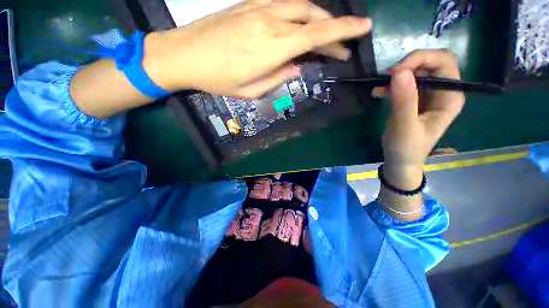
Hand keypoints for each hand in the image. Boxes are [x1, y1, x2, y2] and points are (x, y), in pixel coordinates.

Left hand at [143, 0, 371, 97]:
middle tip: (342, 48)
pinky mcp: (249, 4)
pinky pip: (283, 2)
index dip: (343, 31)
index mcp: (271, 49)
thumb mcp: (250, 90)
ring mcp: (258, 8)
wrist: (184, 55)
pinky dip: (299, 11)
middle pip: (313, 19)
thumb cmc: (217, 79)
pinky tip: (301, 21)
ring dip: (319, 19)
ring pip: (301, 6)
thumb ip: (277, 78)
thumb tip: (296, 69)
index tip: (363, 28)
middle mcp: (270, 22)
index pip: (315, 36)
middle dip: (333, 31)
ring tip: (326, 36)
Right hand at [379, 49, 464, 187]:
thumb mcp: (404, 126)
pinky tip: (379, 92)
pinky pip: (405, 83)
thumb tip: (398, 72)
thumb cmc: (406, 148)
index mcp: (450, 97)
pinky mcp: (414, 99)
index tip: (396, 72)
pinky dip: (391, 84)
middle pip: (431, 63)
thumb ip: (404, 100)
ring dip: (397, 76)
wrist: (400, 161)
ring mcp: (428, 94)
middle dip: (408, 66)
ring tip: (379, 87)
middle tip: (387, 78)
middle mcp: (443, 91)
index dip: (421, 59)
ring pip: (416, 71)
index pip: (444, 63)